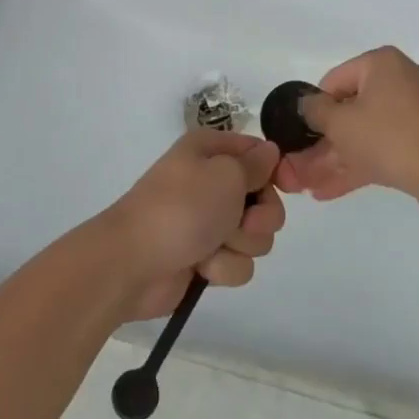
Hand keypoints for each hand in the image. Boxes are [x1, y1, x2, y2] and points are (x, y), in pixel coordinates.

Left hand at [104, 129, 285, 319]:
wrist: (133, 262)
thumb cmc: (182, 207)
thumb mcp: (225, 174)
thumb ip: (255, 164)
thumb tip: (270, 151)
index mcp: (211, 151)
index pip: (259, 153)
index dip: (276, 170)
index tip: (285, 186)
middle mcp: (211, 182)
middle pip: (264, 199)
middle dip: (260, 216)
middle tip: (241, 222)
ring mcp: (208, 222)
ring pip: (255, 236)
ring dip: (240, 244)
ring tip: (213, 245)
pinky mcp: (206, 258)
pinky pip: (237, 263)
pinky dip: (224, 267)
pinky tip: (202, 266)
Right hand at [276, 46, 418, 206]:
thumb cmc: (390, 138)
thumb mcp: (342, 124)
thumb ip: (316, 111)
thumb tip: (307, 104)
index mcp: (382, 63)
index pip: (334, 80)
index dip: (314, 109)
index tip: (302, 136)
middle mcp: (401, 79)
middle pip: (351, 109)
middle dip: (324, 142)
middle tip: (301, 166)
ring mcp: (417, 111)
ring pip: (367, 132)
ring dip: (337, 158)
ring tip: (309, 185)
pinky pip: (386, 146)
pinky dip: (361, 163)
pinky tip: (331, 191)